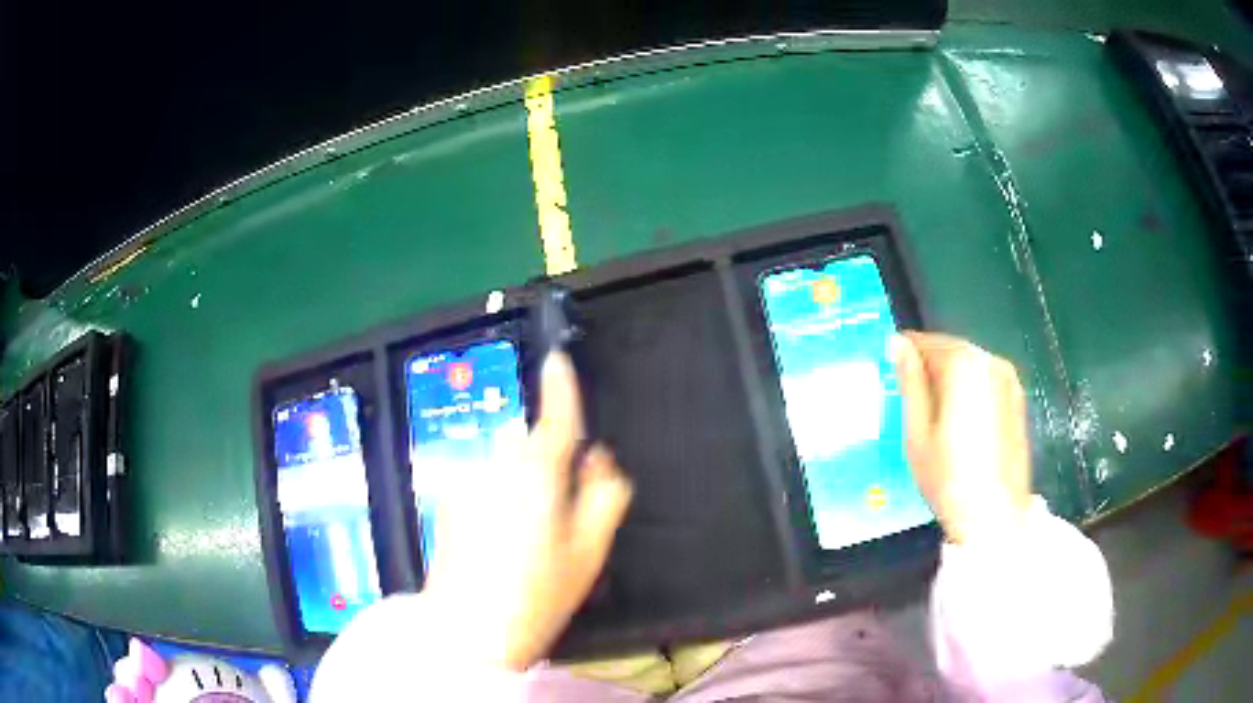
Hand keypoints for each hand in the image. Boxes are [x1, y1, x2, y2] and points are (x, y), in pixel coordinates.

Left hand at [423, 351, 632, 671]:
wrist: (467, 629)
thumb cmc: (537, 593)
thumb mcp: (589, 550)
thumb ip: (604, 494)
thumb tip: (599, 460)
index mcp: (537, 472)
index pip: (554, 414)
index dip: (560, 384)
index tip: (560, 358)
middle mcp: (497, 466)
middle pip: (528, 440)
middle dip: (548, 453)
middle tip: (565, 501)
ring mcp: (468, 483)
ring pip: (505, 461)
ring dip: (523, 475)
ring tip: (533, 529)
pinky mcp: (451, 503)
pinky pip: (485, 482)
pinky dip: (501, 493)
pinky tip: (505, 539)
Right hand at [893, 331, 1032, 544]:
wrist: (995, 514)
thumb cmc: (949, 476)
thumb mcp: (917, 431)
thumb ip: (910, 382)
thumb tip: (897, 343)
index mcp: (963, 364)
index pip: (927, 342)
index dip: (906, 354)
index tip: (890, 370)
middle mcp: (990, 361)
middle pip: (952, 351)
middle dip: (930, 366)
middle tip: (909, 395)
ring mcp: (1009, 379)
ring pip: (971, 365)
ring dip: (951, 378)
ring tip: (934, 412)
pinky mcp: (1018, 399)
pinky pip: (986, 381)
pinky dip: (970, 390)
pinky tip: (960, 421)